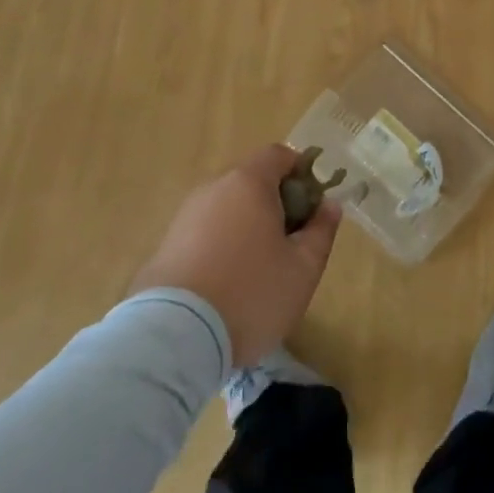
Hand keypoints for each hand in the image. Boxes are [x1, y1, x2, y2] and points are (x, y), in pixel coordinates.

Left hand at [130, 145, 340, 366]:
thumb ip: (321, 231)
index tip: (312, 206)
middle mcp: (214, 188)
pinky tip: (226, 284)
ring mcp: (185, 216)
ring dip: (246, 226)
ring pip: (226, 208)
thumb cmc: (251, 294)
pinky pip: (204, 233)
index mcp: (249, 183)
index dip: (301, 172)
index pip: (278, 155)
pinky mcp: (165, 246)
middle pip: (251, 181)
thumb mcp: (303, 269)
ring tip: (258, 269)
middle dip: (275, 203)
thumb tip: (329, 206)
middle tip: (290, 242)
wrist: (174, 337)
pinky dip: (220, 246)